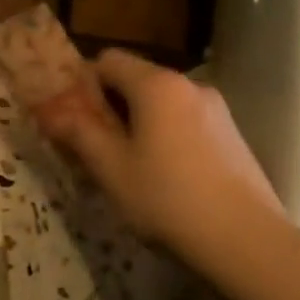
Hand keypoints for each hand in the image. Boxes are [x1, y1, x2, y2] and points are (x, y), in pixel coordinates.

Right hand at [33, 48, 283, 255]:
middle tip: (96, 144)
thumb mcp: (112, 168)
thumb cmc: (168, 198)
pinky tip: (167, 175)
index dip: (84, 82)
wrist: (247, 240)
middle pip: (136, 78)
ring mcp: (216, 108)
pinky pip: (186, 120)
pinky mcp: (232, 134)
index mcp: (156, 84)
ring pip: (162, 101)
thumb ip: (79, 132)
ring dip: (139, 121)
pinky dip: (167, 134)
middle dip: (110, 104)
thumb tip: (51, 110)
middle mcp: (188, 84)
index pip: (108, 59)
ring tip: (131, 164)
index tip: (73, 117)